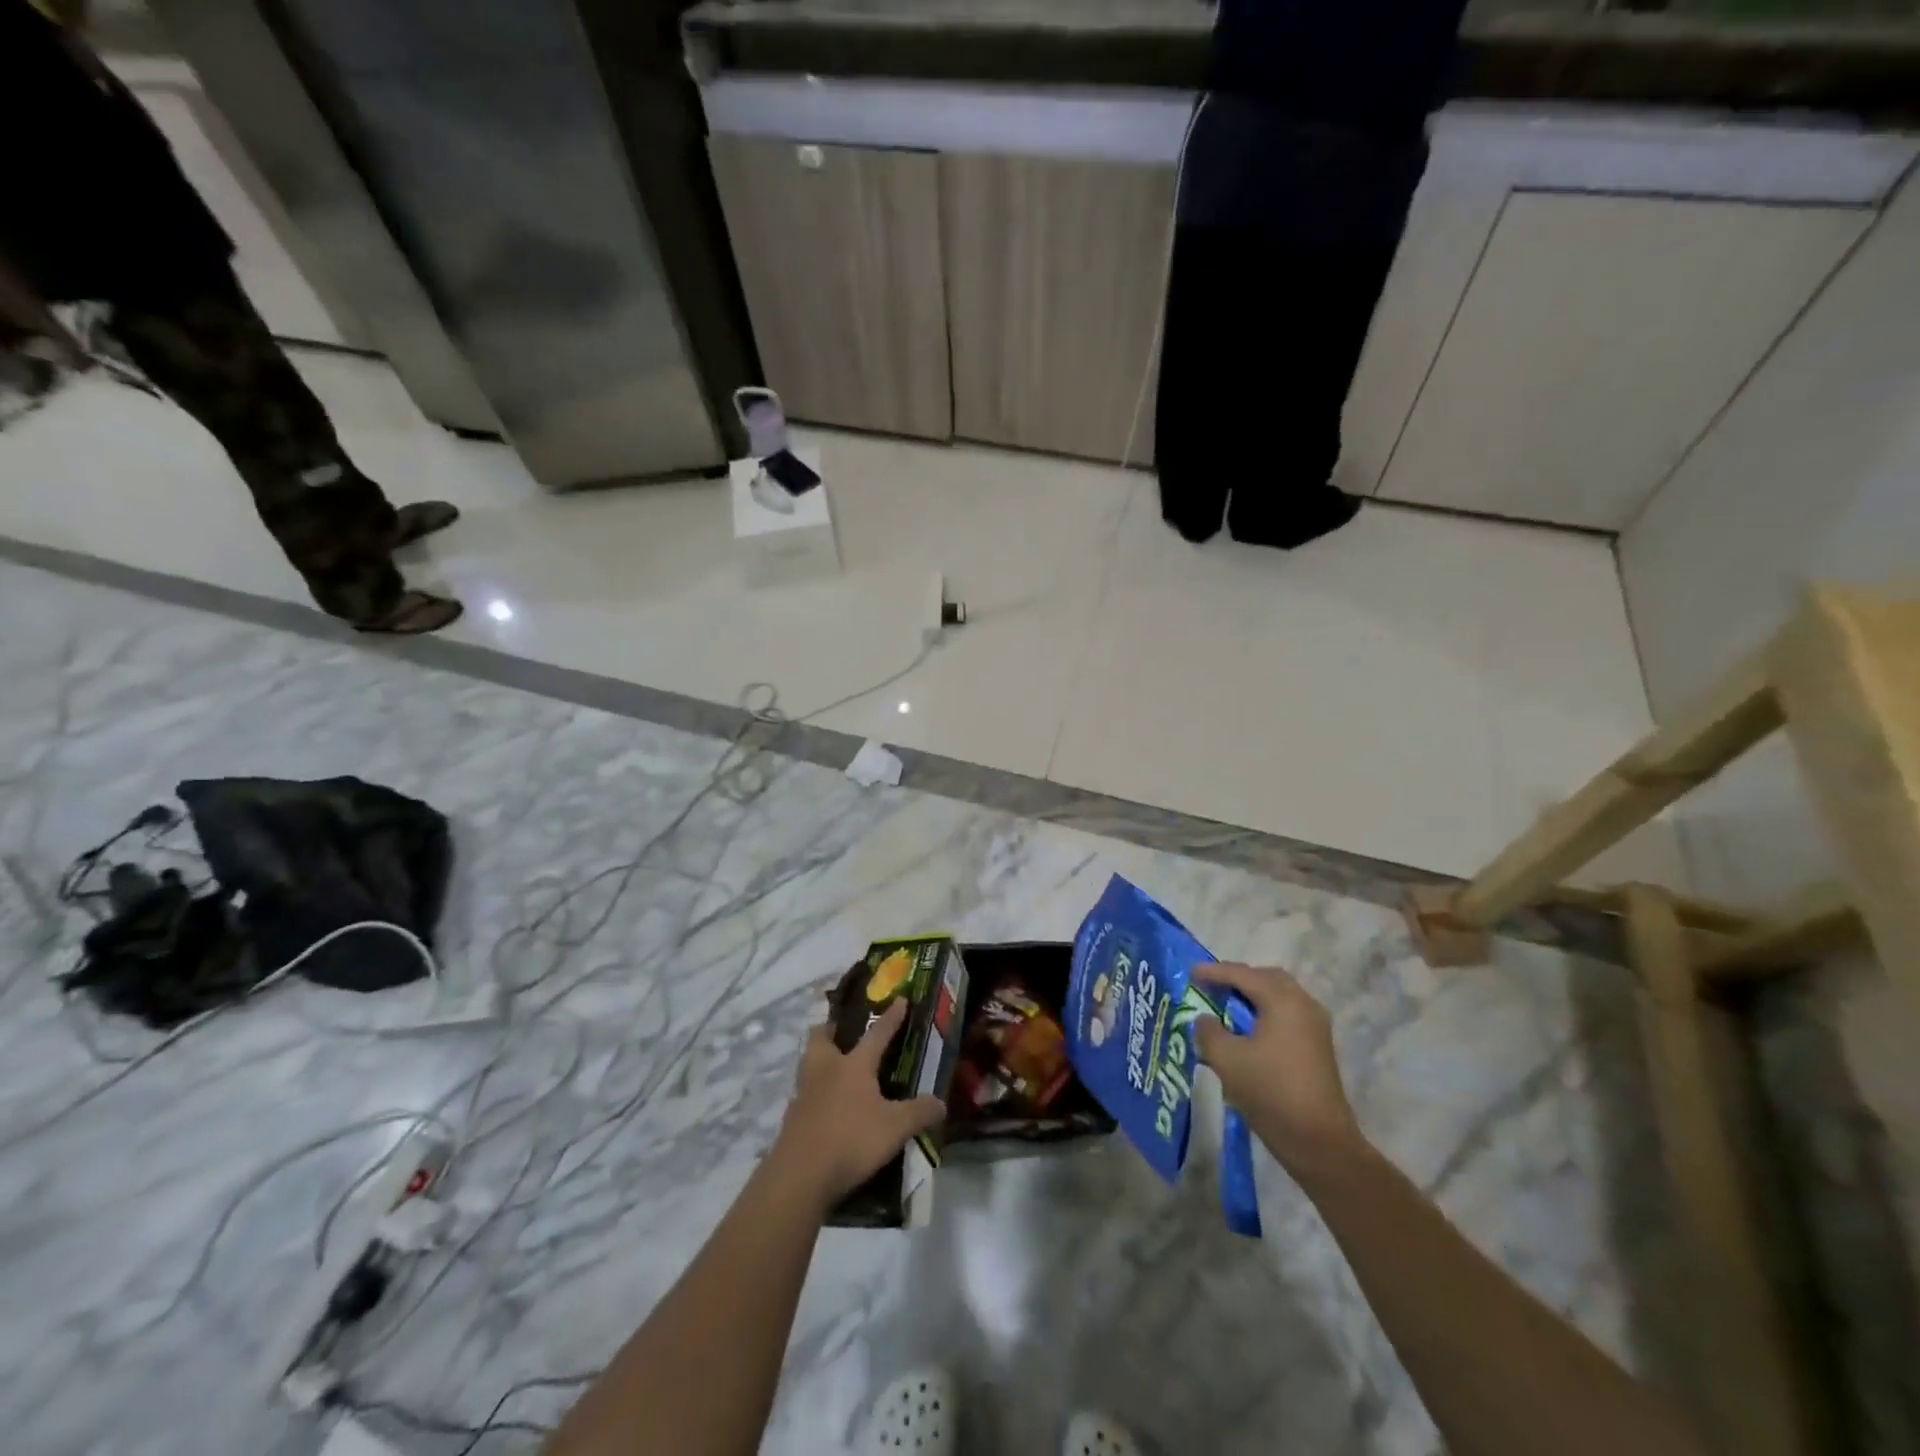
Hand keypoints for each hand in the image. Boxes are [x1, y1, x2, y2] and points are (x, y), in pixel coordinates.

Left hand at [769, 999, 945, 1206]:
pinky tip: (828, 1106)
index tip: (900, 999)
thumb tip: (941, 1103)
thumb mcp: (895, 1128)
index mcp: (853, 1064)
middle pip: (823, 1036)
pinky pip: (806, 1092)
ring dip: (822, 1060)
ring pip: (810, 1062)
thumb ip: (919, 1112)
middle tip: (845, 1032)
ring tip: (837, 1068)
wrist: (800, 1176)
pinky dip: (817, 1092)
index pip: (877, 1033)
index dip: (891, 1017)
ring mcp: (804, 1092)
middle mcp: (825, 1068)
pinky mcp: (793, 1116)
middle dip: (833, 1029)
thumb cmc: (851, 1139)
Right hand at [1194, 963, 1363, 1178]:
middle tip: (1212, 987)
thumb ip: (1208, 1031)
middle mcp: (1303, 1004)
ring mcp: (1315, 1026)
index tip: (1190, 973)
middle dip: (1238, 979)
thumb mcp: (1226, 1059)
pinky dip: (1265, 1012)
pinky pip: (1287, 1014)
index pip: (1243, 974)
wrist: (1320, 1141)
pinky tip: (1248, 1031)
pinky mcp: (1318, 1046)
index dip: (1214, 972)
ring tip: (1227, 1008)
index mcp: (1282, 1001)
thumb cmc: (1270, 1092)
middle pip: (1267, 978)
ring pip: (1280, 996)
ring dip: (1253, 996)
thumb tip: (1206, 1020)